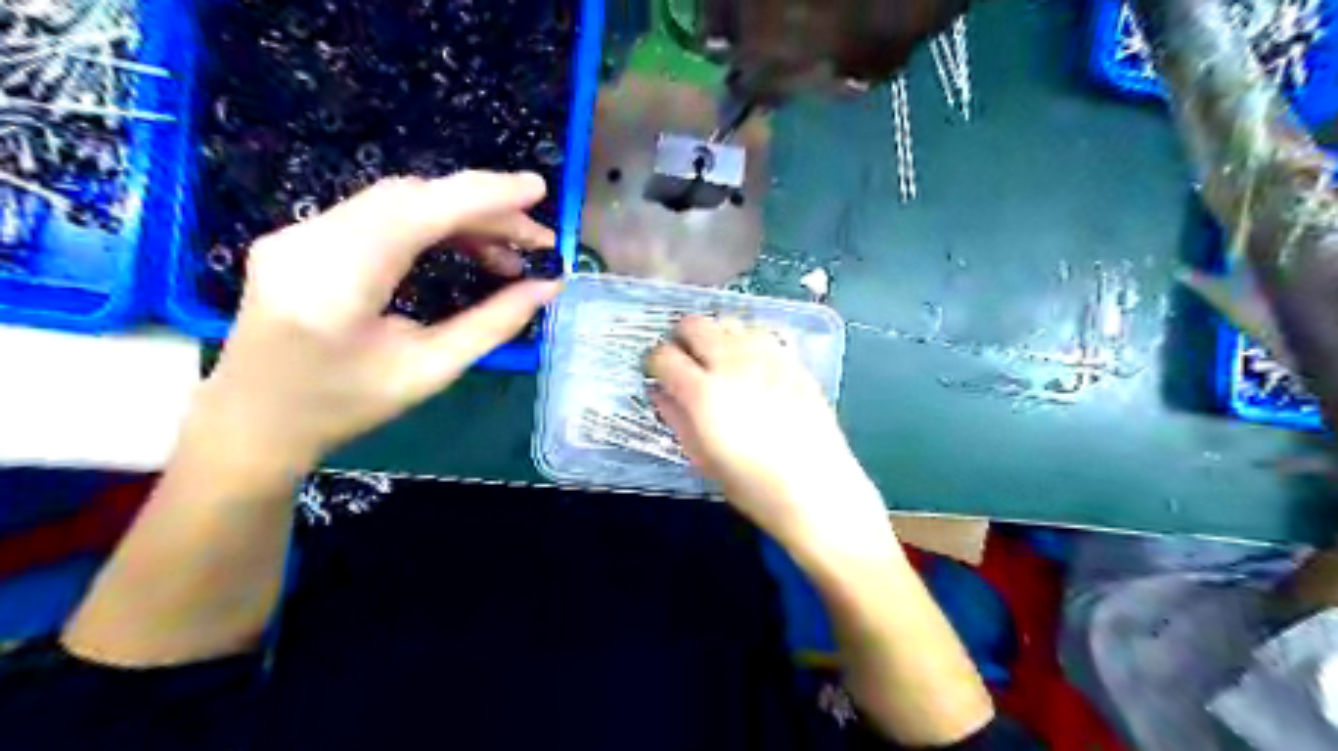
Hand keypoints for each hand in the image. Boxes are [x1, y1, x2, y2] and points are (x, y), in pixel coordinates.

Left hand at [192, 174, 559, 471]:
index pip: (419, 211)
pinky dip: (432, 225)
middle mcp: (309, 240)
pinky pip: (381, 215)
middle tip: (535, 241)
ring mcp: (299, 233)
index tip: (539, 190)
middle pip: (411, 198)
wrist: (254, 421)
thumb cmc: (345, 406)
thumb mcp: (430, 371)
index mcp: (336, 280)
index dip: (484, 195)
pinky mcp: (303, 237)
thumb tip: (547, 287)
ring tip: (508, 254)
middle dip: (482, 210)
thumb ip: (492, 324)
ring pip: (398, 202)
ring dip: (461, 218)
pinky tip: (464, 249)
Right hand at [651, 318, 897, 556]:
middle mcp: (731, 363)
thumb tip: (660, 392)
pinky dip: (745, 340)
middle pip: (694, 324)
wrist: (817, 488)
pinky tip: (749, 363)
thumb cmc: (752, 485)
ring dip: (715, 335)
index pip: (663, 355)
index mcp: (702, 392)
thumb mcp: (702, 458)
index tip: (656, 374)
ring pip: (728, 322)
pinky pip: (761, 333)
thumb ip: (677, 418)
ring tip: (717, 359)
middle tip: (684, 360)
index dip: (653, 362)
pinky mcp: (792, 360)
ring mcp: (766, 357)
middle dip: (681, 338)